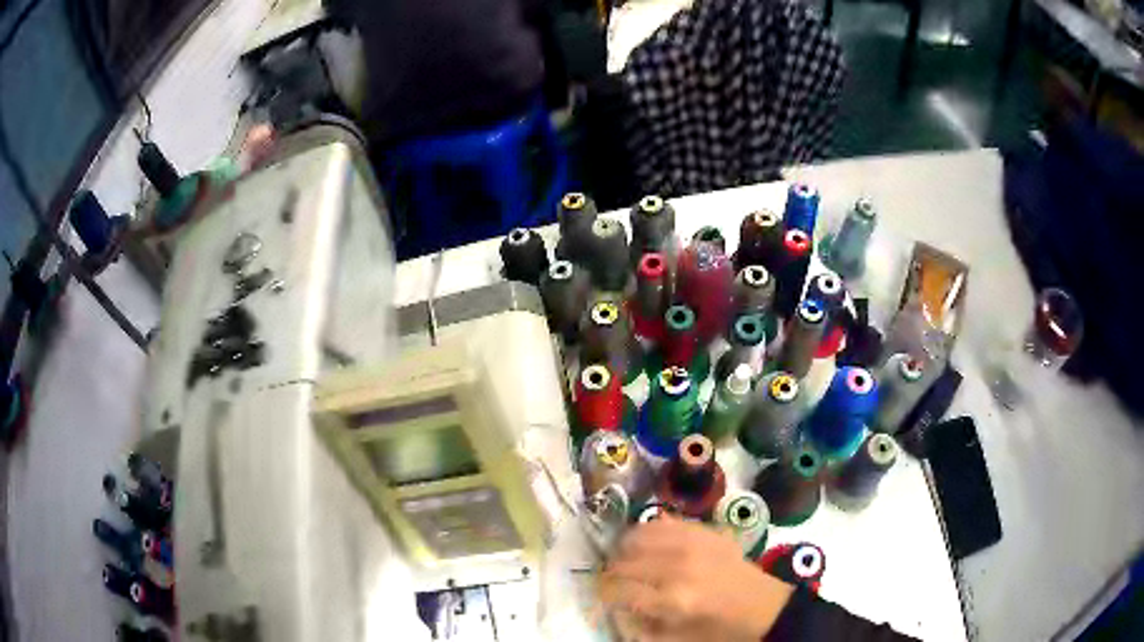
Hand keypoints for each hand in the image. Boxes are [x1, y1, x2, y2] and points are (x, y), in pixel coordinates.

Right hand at [599, 516, 793, 640]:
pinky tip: (648, 547)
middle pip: (623, 562)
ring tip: (627, 563)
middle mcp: (679, 567)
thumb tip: (615, 609)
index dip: (602, 595)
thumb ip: (641, 626)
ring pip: (636, 537)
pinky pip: (662, 523)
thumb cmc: (721, 630)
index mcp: (673, 600)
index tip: (601, 599)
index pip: (617, 590)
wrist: (765, 607)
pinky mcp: (704, 531)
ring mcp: (693, 543)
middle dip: (610, 575)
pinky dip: (647, 533)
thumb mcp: (678, 639)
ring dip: (625, 552)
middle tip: (613, 584)